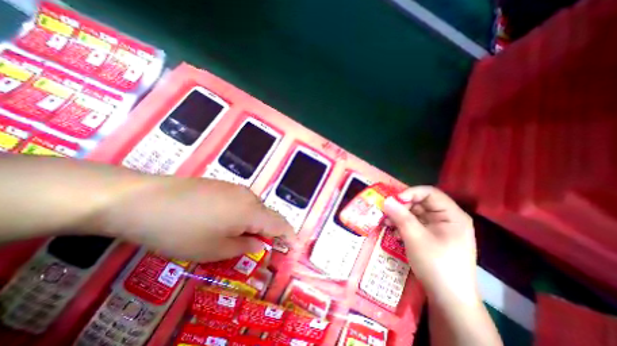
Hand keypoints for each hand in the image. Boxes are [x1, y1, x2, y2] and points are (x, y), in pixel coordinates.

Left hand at [89, 175, 293, 261]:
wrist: (144, 200)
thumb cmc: (182, 231)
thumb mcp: (214, 249)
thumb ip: (243, 247)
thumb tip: (259, 244)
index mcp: (251, 211)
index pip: (279, 224)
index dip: (289, 235)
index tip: (294, 246)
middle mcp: (248, 196)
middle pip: (266, 215)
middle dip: (268, 232)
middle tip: (258, 248)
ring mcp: (235, 188)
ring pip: (253, 208)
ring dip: (253, 223)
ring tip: (237, 237)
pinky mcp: (222, 185)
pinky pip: (241, 201)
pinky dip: (241, 214)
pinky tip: (222, 221)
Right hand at [385, 186, 475, 302]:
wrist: (448, 299)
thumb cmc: (436, 265)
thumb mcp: (415, 238)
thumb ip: (400, 216)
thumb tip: (386, 200)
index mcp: (451, 215)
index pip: (429, 193)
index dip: (410, 193)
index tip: (393, 201)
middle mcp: (446, 219)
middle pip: (421, 203)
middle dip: (401, 207)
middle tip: (386, 213)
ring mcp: (439, 228)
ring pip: (415, 214)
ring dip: (400, 216)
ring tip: (386, 223)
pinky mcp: (431, 237)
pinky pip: (415, 224)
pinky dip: (403, 225)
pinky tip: (393, 231)